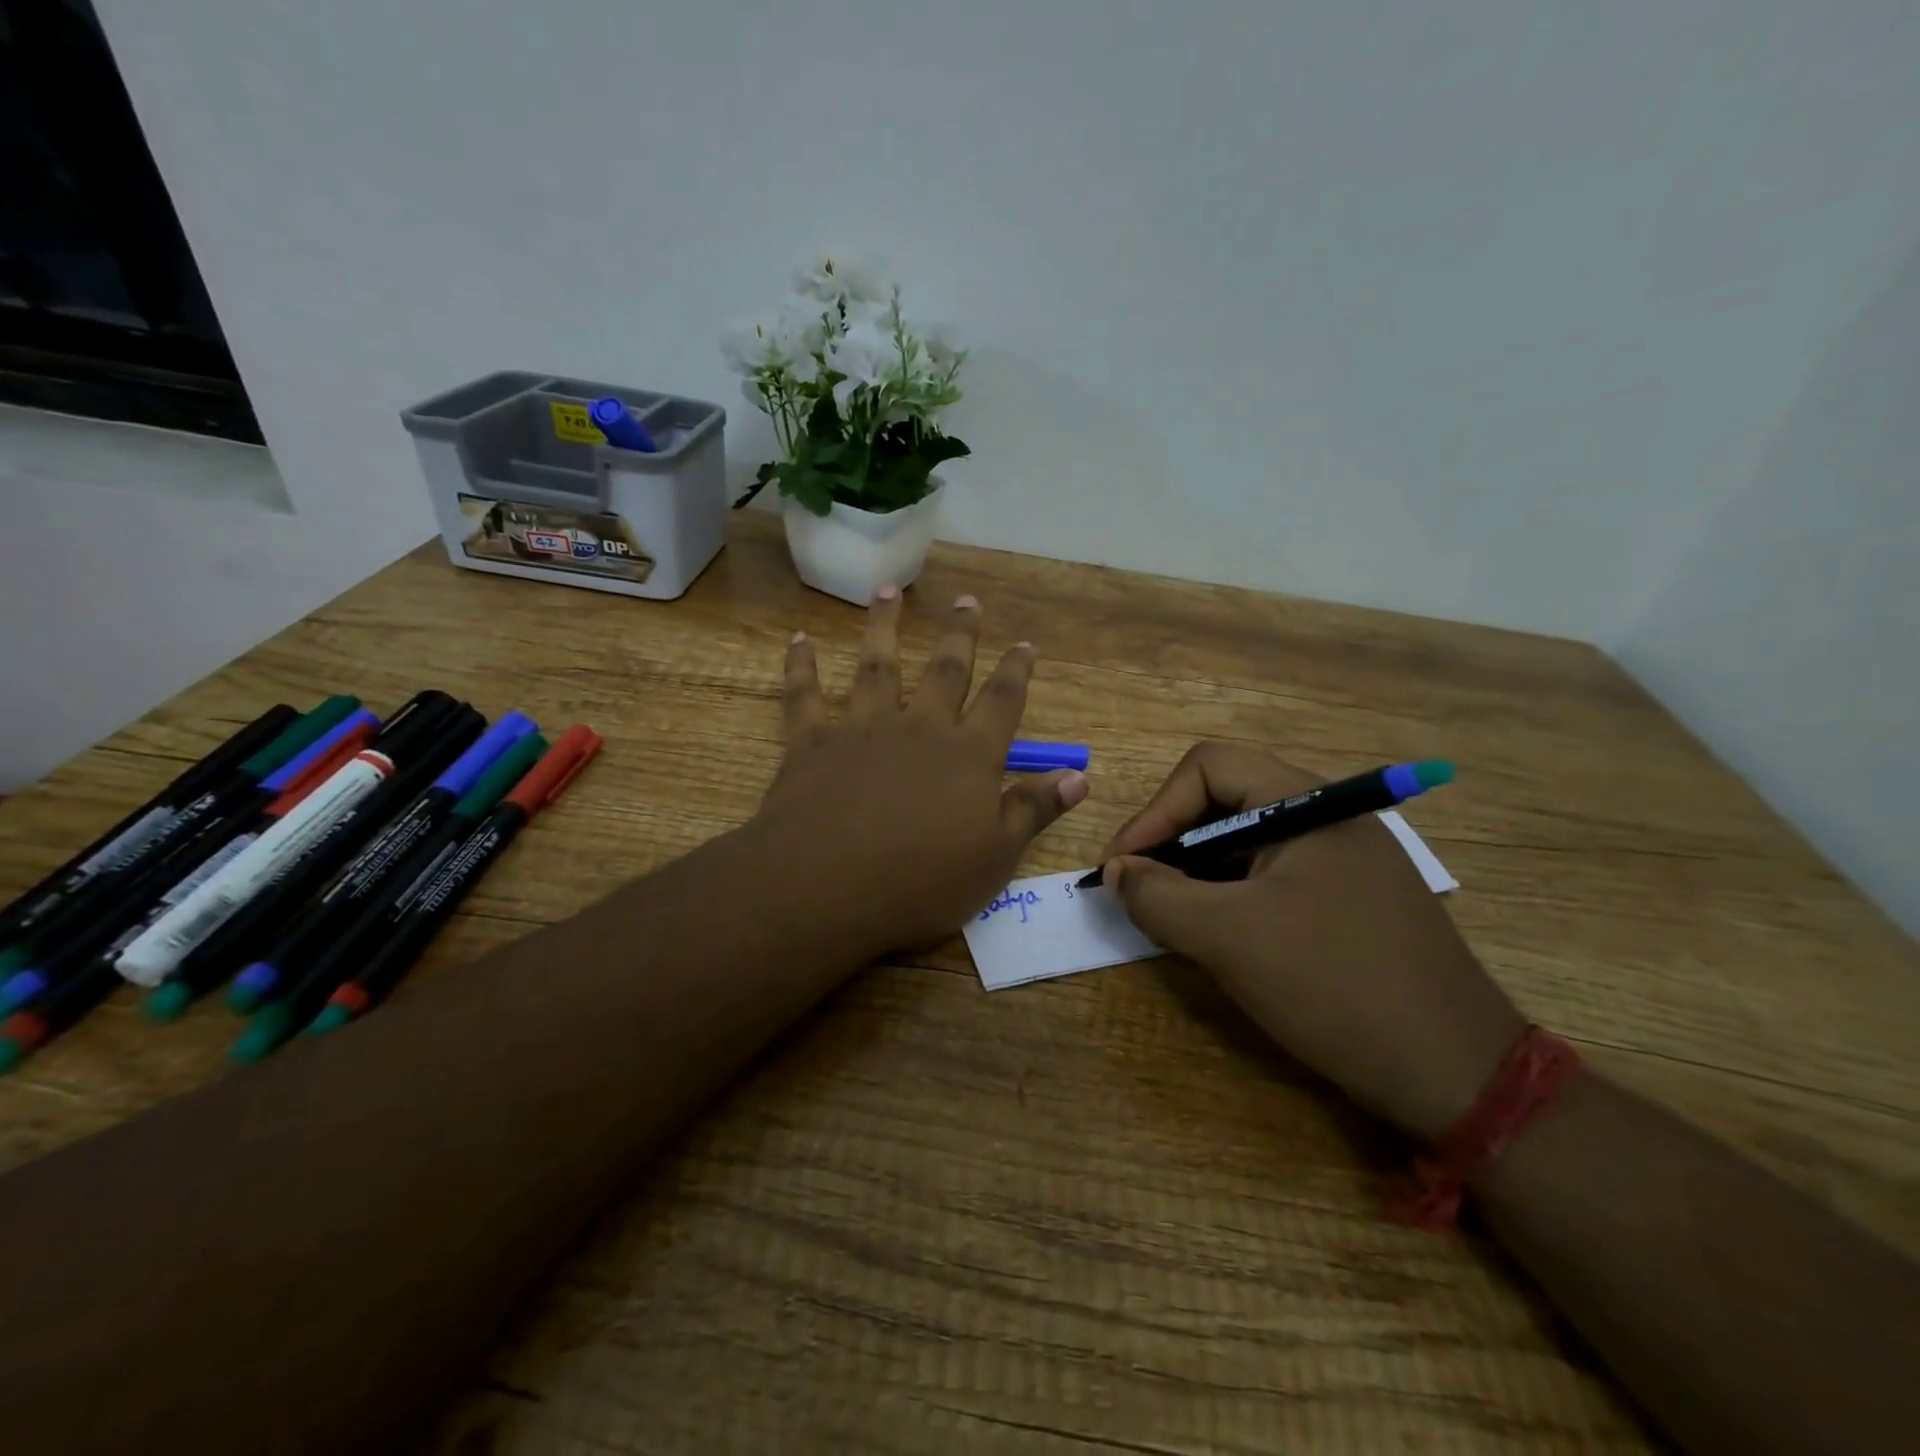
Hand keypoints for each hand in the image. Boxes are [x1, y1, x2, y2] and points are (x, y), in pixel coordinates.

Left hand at [754, 586, 1088, 954]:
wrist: (828, 886)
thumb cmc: (922, 882)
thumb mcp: (995, 857)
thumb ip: (1034, 810)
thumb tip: (1078, 776)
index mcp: (968, 755)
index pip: (1002, 702)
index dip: (1017, 671)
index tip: (1025, 644)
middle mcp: (919, 728)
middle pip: (945, 671)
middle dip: (960, 636)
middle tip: (967, 601)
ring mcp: (863, 729)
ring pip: (877, 666)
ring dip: (884, 627)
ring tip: (889, 591)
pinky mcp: (812, 742)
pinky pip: (805, 695)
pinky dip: (801, 667)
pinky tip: (798, 641)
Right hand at [1102, 743, 1522, 1139]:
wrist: (1459, 1075)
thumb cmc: (1336, 986)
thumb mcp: (1229, 938)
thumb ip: (1158, 896)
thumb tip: (1117, 872)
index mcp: (1307, 802)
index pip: (1208, 768)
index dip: (1154, 811)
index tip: (1122, 867)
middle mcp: (1327, 816)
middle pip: (1224, 800)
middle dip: (1170, 841)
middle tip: (1138, 891)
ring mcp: (1342, 859)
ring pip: (1245, 841)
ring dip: (1196, 871)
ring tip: (1170, 916)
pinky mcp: (1348, 899)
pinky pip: (1271, 876)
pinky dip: (1229, 895)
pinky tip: (1216, 934)